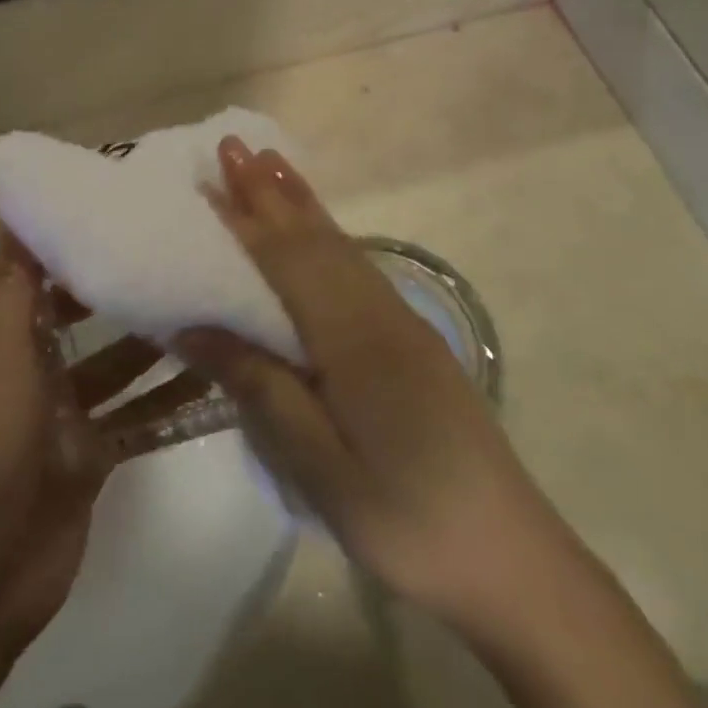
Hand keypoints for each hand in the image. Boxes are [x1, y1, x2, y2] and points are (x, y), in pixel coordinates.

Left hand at [0, 235, 205, 644]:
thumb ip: (11, 284)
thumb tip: (18, 216)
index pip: (16, 270)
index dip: (47, 237)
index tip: (101, 205)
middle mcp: (23, 367)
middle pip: (68, 312)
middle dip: (110, 284)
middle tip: (169, 248)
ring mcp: (59, 414)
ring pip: (112, 363)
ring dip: (150, 340)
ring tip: (205, 302)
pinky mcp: (90, 455)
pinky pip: (135, 415)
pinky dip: (168, 400)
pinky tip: (217, 379)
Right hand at [176, 137, 554, 629]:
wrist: (513, 561)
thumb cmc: (406, 518)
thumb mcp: (318, 466)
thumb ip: (259, 386)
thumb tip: (194, 325)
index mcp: (353, 340)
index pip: (286, 262)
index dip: (244, 220)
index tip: (208, 178)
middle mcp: (379, 314)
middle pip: (315, 240)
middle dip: (271, 192)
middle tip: (232, 146)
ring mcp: (402, 325)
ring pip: (341, 248)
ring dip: (301, 204)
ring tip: (270, 165)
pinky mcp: (413, 343)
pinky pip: (357, 270)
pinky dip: (328, 237)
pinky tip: (319, 233)